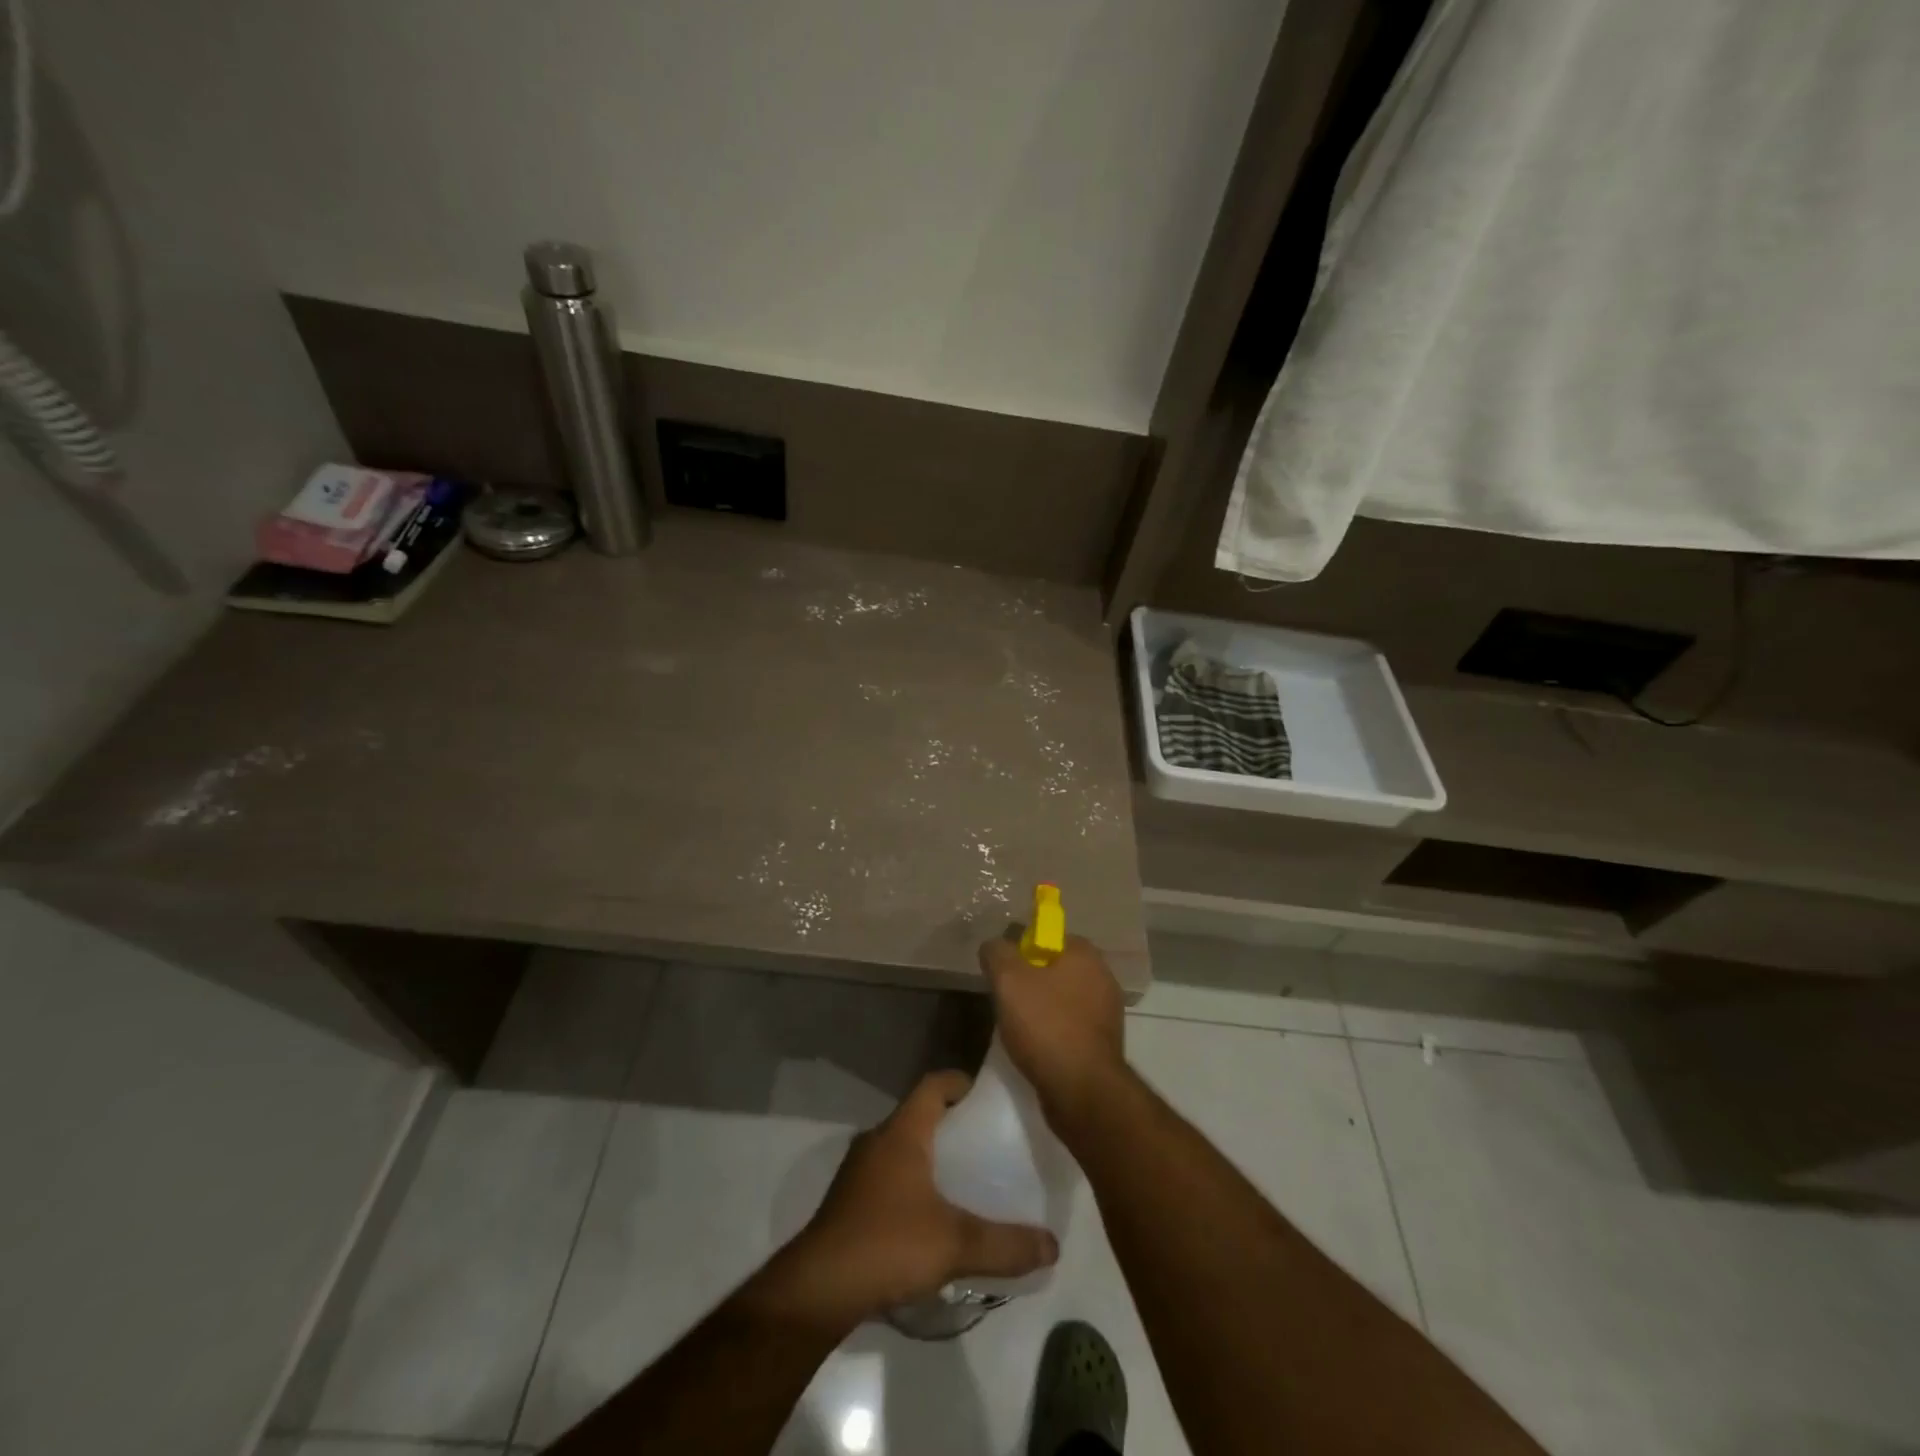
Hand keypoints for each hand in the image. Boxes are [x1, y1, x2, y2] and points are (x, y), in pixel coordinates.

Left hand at [764, 1070, 1058, 1328]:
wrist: (818, 1288)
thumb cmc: (888, 1244)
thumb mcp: (955, 1244)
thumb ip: (1006, 1244)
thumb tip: (1053, 1245)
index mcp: (902, 1132)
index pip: (932, 1085)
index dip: (959, 1082)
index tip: (987, 1095)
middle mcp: (877, 1140)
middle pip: (918, 1115)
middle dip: (950, 1123)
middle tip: (986, 1141)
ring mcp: (858, 1171)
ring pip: (901, 1147)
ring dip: (929, 1154)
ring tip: (963, 1179)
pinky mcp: (848, 1202)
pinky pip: (887, 1175)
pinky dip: (911, 1182)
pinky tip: (929, 1216)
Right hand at [978, 933, 1125, 1127]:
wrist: (1081, 1090)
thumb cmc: (1045, 1025)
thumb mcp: (1008, 979)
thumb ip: (997, 952)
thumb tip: (994, 945)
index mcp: (1085, 954)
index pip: (1047, 936)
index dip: (1020, 950)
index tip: (1002, 971)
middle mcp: (1102, 976)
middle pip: (1054, 967)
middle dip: (1028, 981)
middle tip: (1005, 999)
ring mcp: (1106, 1012)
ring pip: (1061, 998)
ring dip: (1039, 1008)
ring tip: (1016, 1027)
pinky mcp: (1103, 1043)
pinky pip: (1069, 1026)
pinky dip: (1052, 1032)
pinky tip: (1035, 1047)